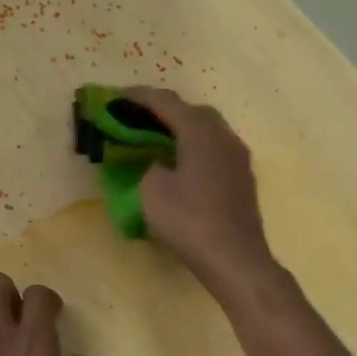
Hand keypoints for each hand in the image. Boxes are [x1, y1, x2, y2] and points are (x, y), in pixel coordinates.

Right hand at [123, 88, 279, 300]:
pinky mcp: (243, 177)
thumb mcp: (152, 191)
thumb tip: (160, 163)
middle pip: (191, 110)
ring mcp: (238, 157)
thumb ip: (150, 166)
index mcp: (200, 131)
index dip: (136, 97)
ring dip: (181, 129)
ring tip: (156, 140)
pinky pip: (214, 150)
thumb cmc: (190, 221)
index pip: (165, 101)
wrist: (235, 258)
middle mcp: (224, 135)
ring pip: (207, 130)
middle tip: (136, 118)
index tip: (113, 97)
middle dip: (163, 110)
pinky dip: (194, 148)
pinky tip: (181, 164)